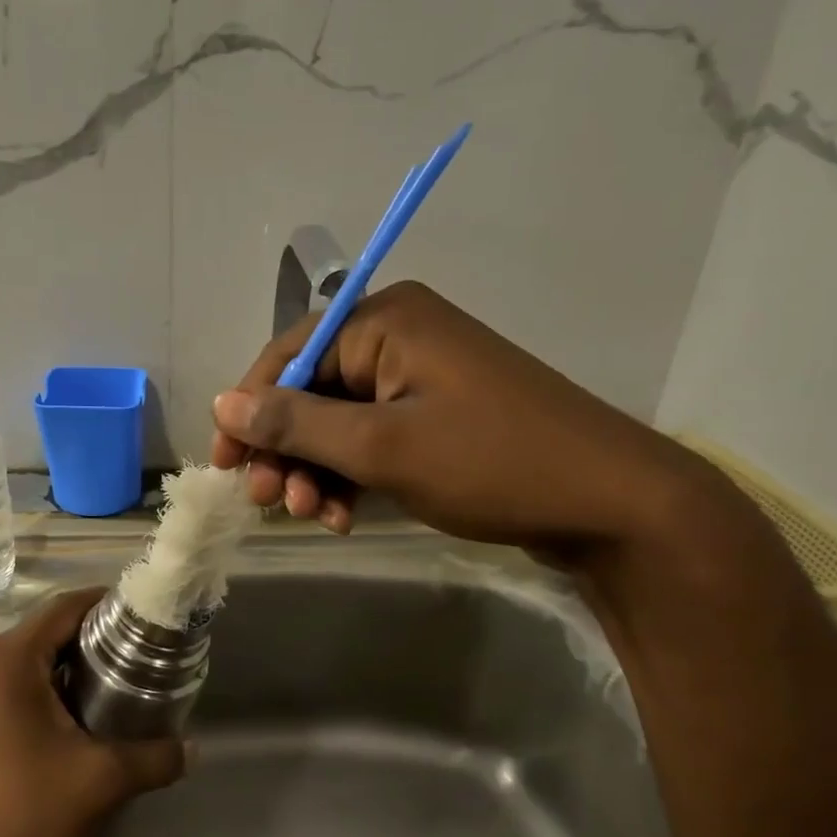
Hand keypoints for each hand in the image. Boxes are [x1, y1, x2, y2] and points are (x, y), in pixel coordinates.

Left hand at [0, 588, 187, 836]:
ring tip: (115, 689)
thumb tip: (192, 749)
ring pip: (27, 665)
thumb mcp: (101, 781)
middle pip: (45, 633)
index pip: (64, 608)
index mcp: (8, 660)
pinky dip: (44, 694)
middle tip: (139, 656)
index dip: (106, 603)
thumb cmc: (25, 815)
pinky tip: (75, 725)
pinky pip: (9, 692)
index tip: (143, 615)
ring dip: (68, 670)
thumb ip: (154, 757)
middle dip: (93, 640)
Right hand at [209, 281, 736, 567]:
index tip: (224, 463)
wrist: (613, 504)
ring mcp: (421, 379)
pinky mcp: (438, 417)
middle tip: (269, 502)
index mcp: (385, 319)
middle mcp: (399, 337)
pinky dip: (351, 476)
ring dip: (316, 471)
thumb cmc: (491, 462)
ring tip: (313, 518)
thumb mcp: (381, 447)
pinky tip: (344, 517)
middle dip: (285, 450)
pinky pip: (372, 440)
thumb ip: (297, 425)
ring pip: (339, 423)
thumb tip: (223, 402)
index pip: (289, 354)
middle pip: (312, 391)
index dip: (249, 409)